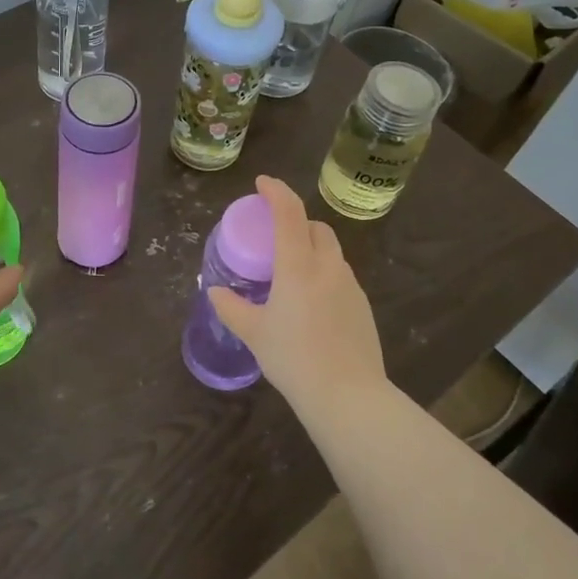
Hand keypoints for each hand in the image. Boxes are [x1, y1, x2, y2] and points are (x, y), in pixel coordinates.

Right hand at [208, 175, 384, 403]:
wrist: (348, 395)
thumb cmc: (294, 359)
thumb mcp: (254, 333)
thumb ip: (231, 308)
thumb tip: (214, 291)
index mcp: (299, 266)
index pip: (289, 213)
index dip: (276, 191)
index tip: (262, 183)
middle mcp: (328, 266)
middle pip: (315, 227)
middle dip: (296, 221)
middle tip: (274, 235)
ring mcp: (350, 285)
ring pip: (331, 251)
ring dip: (311, 248)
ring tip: (291, 272)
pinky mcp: (362, 305)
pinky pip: (340, 276)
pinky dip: (324, 273)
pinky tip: (312, 302)